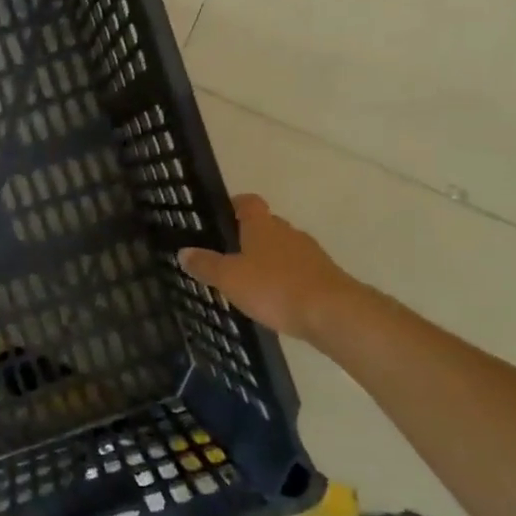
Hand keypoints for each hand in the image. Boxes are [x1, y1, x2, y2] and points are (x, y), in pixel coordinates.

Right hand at [178, 194, 355, 340]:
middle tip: (228, 254)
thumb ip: (206, 265)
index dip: (234, 205)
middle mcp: (287, 232)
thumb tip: (183, 251)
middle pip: (266, 225)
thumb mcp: (230, 278)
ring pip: (283, 249)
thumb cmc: (274, 287)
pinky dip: (284, 279)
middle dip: (249, 236)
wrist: (332, 312)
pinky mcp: (323, 276)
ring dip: (268, 259)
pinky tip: (274, 298)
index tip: (221, 215)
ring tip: (249, 280)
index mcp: (262, 225)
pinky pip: (297, 271)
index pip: (248, 202)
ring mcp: (310, 253)